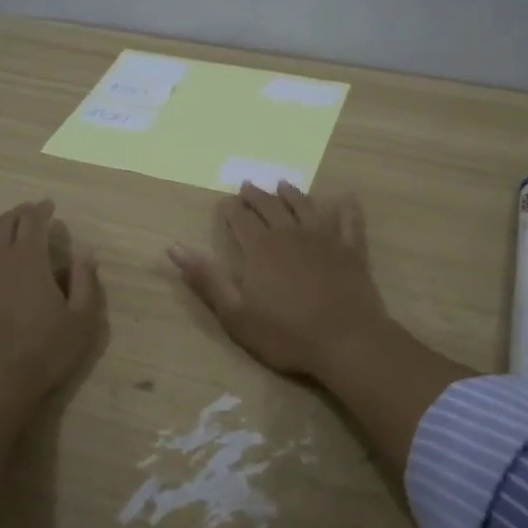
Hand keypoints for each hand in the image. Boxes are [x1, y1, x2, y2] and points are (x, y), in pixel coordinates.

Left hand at [0, 200, 103, 405]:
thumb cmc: (44, 350)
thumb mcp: (81, 320)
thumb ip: (86, 282)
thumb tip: (86, 254)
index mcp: (28, 259)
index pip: (32, 222)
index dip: (41, 210)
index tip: (49, 206)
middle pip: (4, 224)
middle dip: (19, 214)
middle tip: (32, 212)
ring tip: (10, 227)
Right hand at [168, 182, 392, 380]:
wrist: (346, 342)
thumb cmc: (285, 333)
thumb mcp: (235, 313)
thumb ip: (207, 278)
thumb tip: (175, 247)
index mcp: (260, 247)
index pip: (240, 218)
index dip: (230, 208)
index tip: (224, 202)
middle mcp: (291, 233)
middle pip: (270, 206)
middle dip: (256, 195)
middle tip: (248, 186)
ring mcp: (325, 238)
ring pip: (306, 206)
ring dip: (292, 194)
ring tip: (283, 185)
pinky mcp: (352, 250)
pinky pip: (350, 220)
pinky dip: (346, 207)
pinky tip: (345, 198)